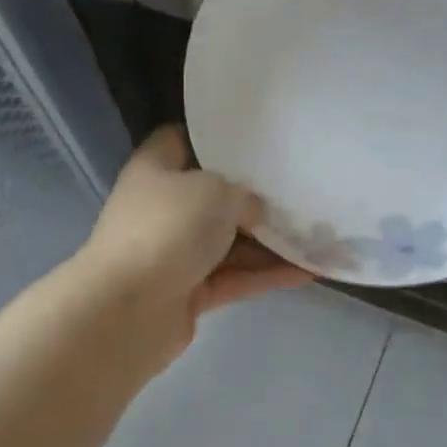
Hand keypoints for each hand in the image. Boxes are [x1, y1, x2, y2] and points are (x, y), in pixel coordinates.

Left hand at [80, 126, 310, 360]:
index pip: (183, 139)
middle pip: (215, 196)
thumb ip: (244, 195)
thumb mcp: (215, 192)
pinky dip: (268, 274)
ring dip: (271, 241)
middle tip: (302, 187)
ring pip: (231, 242)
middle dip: (256, 196)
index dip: (217, 136)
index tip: (259, 139)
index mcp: (156, 169)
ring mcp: (176, 253)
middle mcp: (164, 208)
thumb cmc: (167, 229)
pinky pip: (236, 277)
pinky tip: (309, 270)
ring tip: (319, 233)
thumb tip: (257, 211)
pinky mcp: (189, 293)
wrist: (127, 310)